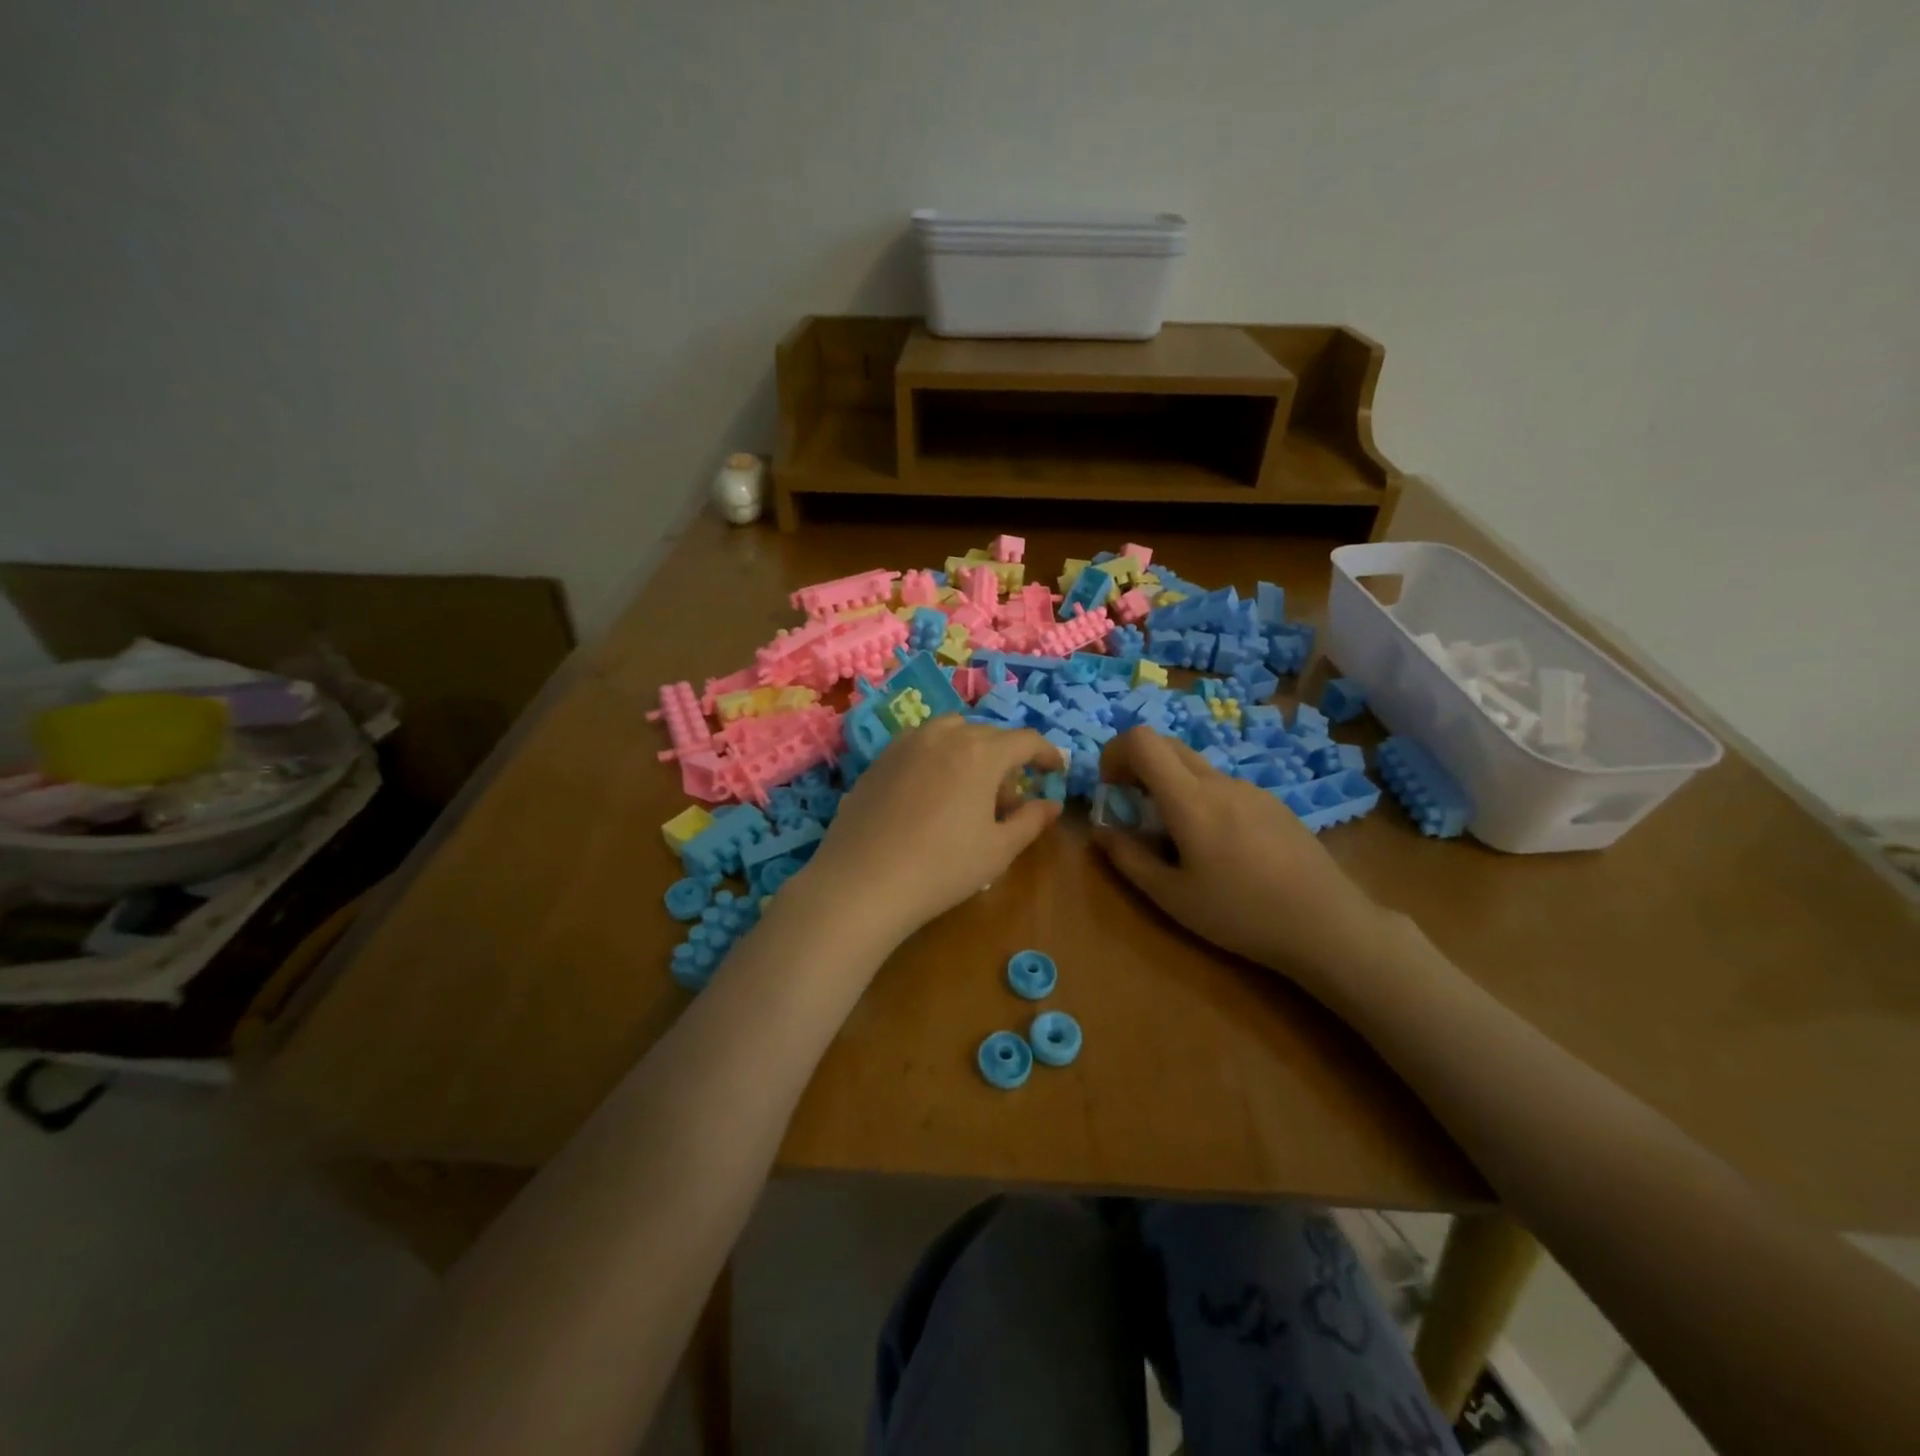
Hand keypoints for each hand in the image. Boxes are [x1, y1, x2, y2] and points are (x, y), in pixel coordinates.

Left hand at [799, 717, 1065, 943]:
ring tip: (969, 788)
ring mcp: (906, 743)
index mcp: (981, 752)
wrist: (862, 882)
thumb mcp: (998, 850)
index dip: (1047, 754)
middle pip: (988, 735)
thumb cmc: (942, 867)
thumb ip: (1031, 821)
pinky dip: (938, 756)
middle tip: (1010, 797)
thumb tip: (1051, 804)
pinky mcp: (879, 759)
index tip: (1055, 771)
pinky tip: (932, 792)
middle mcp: (944, 735)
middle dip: (1007, 758)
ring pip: (951, 732)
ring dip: (970, 750)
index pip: (1025, 740)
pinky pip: (920, 744)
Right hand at [1092, 727, 1391, 992]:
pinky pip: (1223, 786)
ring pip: (1196, 767)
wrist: (1326, 925)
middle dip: (1138, 766)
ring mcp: (1250, 789)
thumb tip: (1101, 830)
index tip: (1110, 790)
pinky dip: (1201, 798)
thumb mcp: (1171, 896)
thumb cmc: (1240, 914)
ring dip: (1170, 785)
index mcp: (1190, 799)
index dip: (1115, 753)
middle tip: (1133, 809)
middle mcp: (1219, 781)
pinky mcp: (1273, 802)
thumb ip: (1128, 858)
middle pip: (1167, 745)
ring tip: (1178, 838)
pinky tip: (1220, 848)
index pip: (1142, 740)